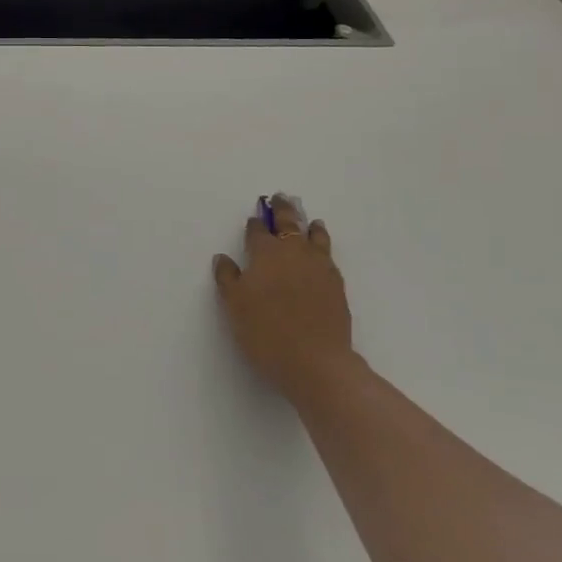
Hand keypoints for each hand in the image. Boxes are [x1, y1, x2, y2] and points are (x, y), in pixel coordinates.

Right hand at [213, 195, 364, 411]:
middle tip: (280, 199)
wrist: (315, 362)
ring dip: (309, 226)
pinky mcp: (337, 286)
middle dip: (283, 210)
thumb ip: (227, 278)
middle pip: (289, 224)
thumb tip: (223, 258)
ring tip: (310, 221)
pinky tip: (322, 253)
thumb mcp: (234, 305)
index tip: (253, 220)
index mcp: (266, 254)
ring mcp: (320, 268)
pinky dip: (323, 247)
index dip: (254, 225)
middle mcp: (294, 253)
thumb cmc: (265, 331)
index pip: (258, 232)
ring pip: (315, 237)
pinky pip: (329, 256)